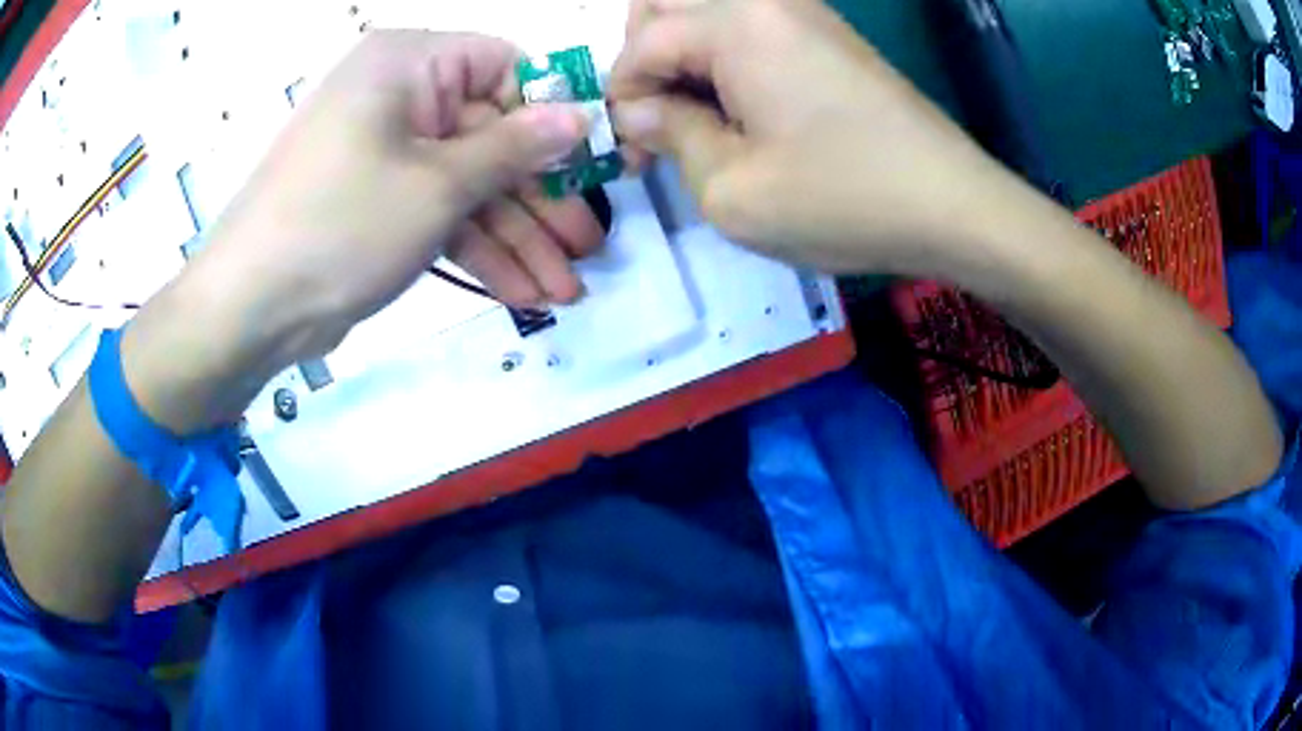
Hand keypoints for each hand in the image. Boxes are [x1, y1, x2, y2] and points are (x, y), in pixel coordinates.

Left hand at [122, 31, 601, 431]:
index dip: (546, 113)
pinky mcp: (378, 203)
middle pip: (489, 137)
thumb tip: (579, 117)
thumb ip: (515, 148)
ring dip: (516, 238)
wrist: (248, 309)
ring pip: (468, 185)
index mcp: (409, 64)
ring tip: (565, 289)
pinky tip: (521, 293)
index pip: (501, 67)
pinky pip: (440, 214)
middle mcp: (399, 98)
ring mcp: (387, 154)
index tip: (587, 164)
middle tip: (586, 248)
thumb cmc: (340, 224)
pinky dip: (477, 251)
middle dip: (538, 199)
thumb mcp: (438, 184)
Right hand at [611, 0, 1026, 274]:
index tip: (636, 155)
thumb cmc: (844, 200)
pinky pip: (750, 25)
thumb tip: (641, 110)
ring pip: (706, 9)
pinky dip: (725, 56)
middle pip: (666, 3)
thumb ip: (671, 137)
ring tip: (698, 118)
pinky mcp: (827, 33)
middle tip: (662, 120)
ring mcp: (803, 12)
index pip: (643, 44)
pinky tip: (741, 107)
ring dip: (683, 55)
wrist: (954, 205)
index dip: (624, 99)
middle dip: (645, 59)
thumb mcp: (732, 190)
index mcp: (737, 23)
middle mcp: (766, 0)